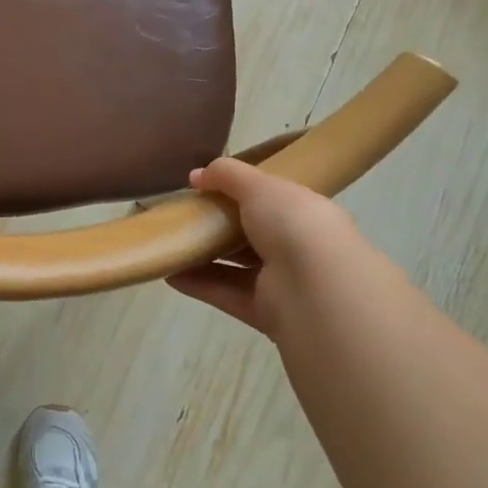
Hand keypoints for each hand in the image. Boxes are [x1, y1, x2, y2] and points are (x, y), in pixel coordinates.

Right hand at [167, 157, 359, 341]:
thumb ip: (227, 175)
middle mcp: (298, 247)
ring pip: (237, 267)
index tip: (208, 187)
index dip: (243, 191)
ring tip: (171, 244)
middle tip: (185, 215)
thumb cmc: (293, 225)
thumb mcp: (259, 185)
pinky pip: (226, 294)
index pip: (274, 200)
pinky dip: (199, 285)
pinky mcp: (265, 312)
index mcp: (305, 213)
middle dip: (220, 225)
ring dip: (205, 257)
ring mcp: (283, 282)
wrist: (317, 288)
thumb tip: (196, 175)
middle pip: (253, 234)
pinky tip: (170, 273)